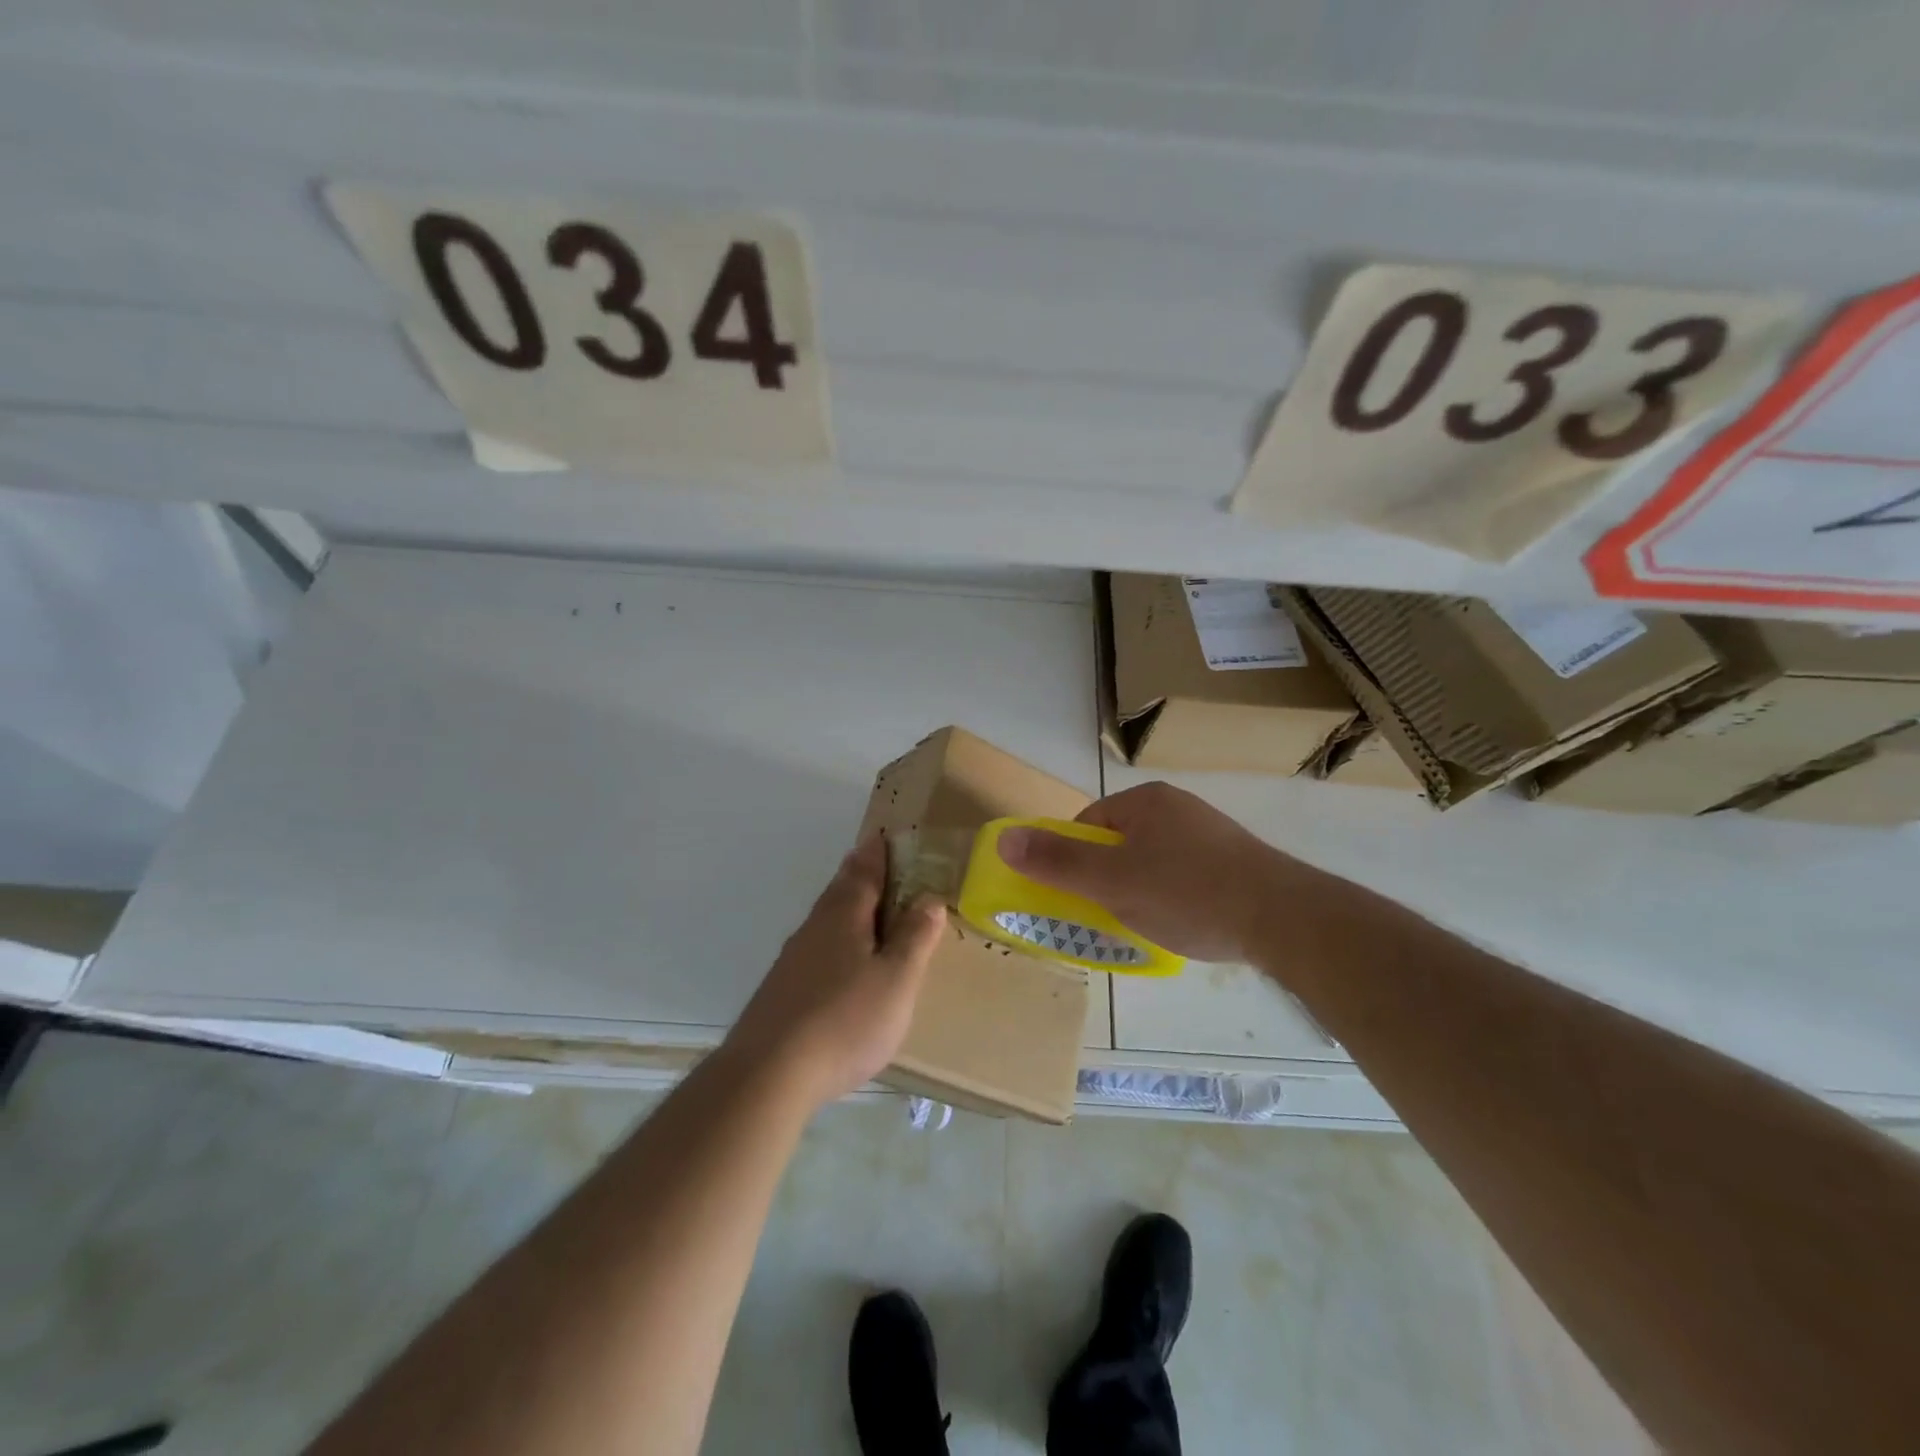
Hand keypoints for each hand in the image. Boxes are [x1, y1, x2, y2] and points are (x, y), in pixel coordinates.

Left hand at [727, 833, 947, 1107]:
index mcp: (844, 917)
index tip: (884, 836)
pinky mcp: (780, 989)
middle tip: (875, 863)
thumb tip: (930, 898)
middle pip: (839, 891)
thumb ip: (914, 938)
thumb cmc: (845, 1020)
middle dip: (858, 875)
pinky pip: (815, 948)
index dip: (877, 854)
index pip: (864, 872)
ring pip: (824, 920)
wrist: (769, 1074)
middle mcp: (814, 928)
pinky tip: (838, 962)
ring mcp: (792, 959)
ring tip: (864, 908)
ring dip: (845, 906)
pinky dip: (833, 939)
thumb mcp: (896, 980)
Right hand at [999, 782, 1311, 964]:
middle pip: (1119, 844)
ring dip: (1139, 891)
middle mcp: (1177, 807)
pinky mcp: (1234, 861)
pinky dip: (1173, 897)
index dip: (1074, 861)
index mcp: (1145, 801)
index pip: (1088, 824)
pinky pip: (1184, 875)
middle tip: (1108, 916)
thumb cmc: (1188, 893)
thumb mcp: (1112, 882)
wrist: (1284, 918)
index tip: (1077, 897)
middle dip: (1107, 880)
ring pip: (1152, 862)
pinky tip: (1183, 924)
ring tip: (1145, 925)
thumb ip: (1057, 862)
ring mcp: (1209, 834)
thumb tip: (1004, 839)